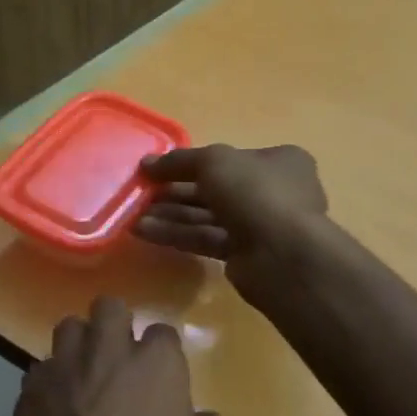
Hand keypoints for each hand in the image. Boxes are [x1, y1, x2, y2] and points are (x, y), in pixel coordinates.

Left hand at [0, 297, 222, 415]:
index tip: (161, 375)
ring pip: (68, 328)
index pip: (163, 332)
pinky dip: (49, 381)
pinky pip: (40, 369)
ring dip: (78, 345)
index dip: (162, 353)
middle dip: (114, 324)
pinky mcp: (30, 390)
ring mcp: (65, 367)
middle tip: (117, 358)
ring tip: (82, 374)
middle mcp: (109, 351)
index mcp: (157, 363)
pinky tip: (54, 408)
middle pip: (110, 307)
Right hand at [135, 144, 328, 291]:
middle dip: (175, 192)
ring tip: (134, 216)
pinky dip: (178, 235)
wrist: (282, 254)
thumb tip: (146, 164)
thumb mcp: (214, 162)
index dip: (191, 163)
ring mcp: (261, 226)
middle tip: (141, 195)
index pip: (229, 159)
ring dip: (171, 215)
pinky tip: (145, 232)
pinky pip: (207, 239)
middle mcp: (274, 192)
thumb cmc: (255, 192)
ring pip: (209, 216)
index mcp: (280, 162)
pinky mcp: (246, 256)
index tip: (157, 169)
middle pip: (215, 189)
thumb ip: (179, 161)